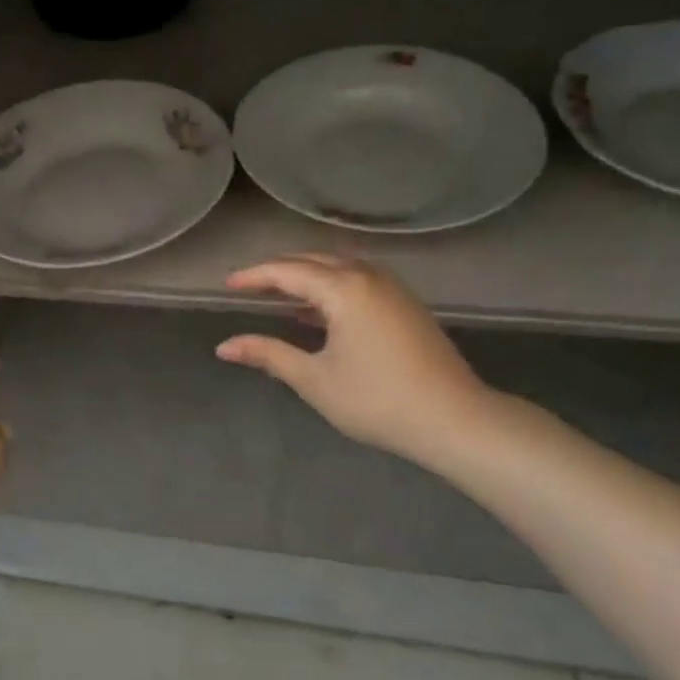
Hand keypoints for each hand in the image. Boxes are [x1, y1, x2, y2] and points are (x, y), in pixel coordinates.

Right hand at [216, 255, 495, 471]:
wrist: (454, 419)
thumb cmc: (377, 401)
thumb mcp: (315, 380)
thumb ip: (268, 355)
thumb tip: (224, 346)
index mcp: (344, 289)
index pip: (287, 271)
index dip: (254, 276)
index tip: (227, 286)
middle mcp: (368, 277)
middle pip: (314, 261)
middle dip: (279, 270)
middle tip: (249, 287)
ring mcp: (392, 288)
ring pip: (339, 267)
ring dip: (307, 276)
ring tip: (279, 296)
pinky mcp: (405, 305)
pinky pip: (358, 280)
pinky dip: (331, 287)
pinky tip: (319, 313)